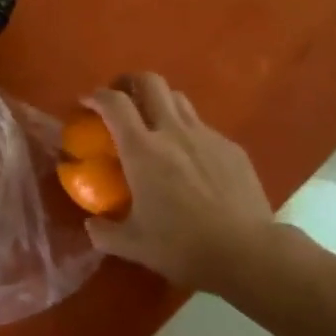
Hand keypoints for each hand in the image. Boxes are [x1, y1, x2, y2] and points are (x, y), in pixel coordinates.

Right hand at [83, 73, 280, 293]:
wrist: (248, 253)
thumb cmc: (183, 247)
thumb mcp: (134, 246)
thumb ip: (105, 233)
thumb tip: (91, 225)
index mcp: (142, 149)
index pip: (114, 103)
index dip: (97, 96)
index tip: (87, 103)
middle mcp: (173, 131)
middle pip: (150, 82)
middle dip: (130, 82)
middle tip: (121, 98)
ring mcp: (206, 135)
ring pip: (179, 98)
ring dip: (160, 102)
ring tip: (154, 123)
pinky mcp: (231, 147)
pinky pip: (203, 126)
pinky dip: (188, 132)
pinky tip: (191, 159)